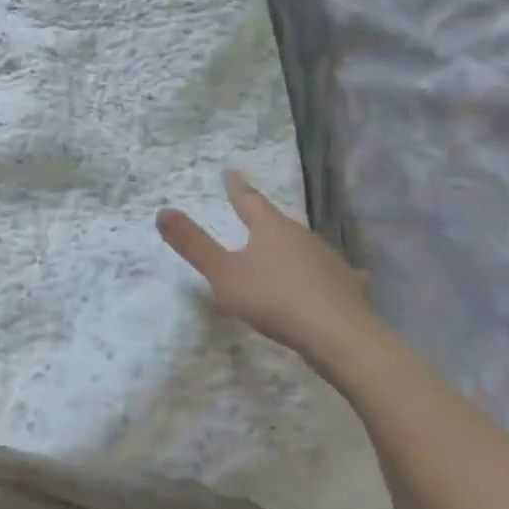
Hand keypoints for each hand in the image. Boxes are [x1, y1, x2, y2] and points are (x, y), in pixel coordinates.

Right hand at [157, 169, 377, 355]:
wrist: (341, 337)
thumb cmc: (274, 299)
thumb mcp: (223, 274)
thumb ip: (194, 245)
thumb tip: (162, 211)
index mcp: (271, 228)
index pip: (249, 200)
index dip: (236, 187)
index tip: (230, 172)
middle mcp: (302, 236)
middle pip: (277, 223)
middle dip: (263, 220)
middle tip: (251, 215)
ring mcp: (328, 261)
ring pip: (302, 247)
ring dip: (288, 247)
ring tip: (279, 251)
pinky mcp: (346, 287)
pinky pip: (328, 274)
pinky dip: (320, 274)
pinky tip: (329, 280)